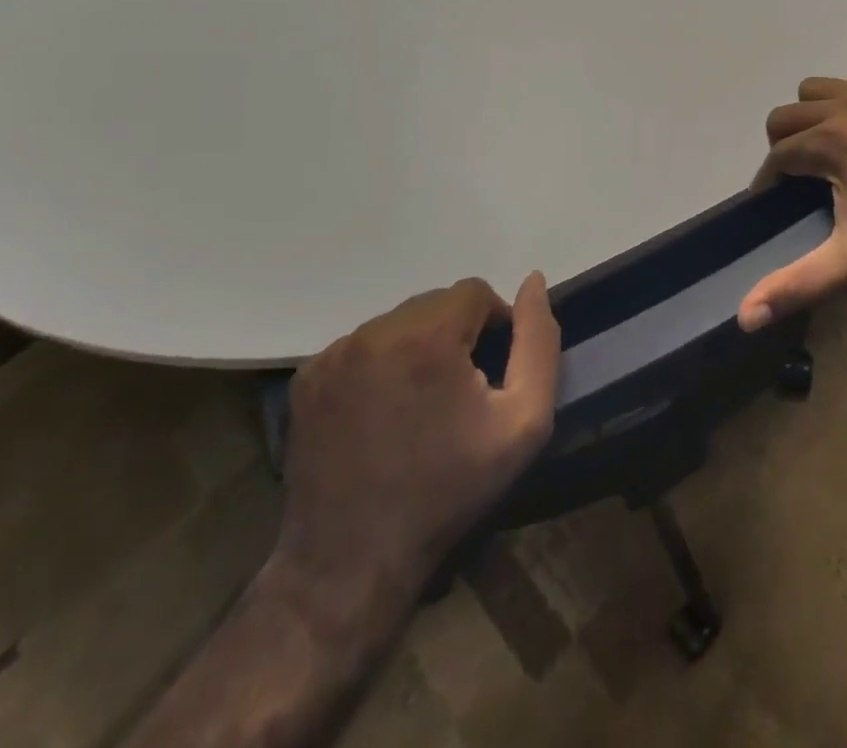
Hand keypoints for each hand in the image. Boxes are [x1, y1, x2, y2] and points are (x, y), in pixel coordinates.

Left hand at [268, 274, 559, 634]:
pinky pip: (362, 346)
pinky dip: (380, 364)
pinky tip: (382, 411)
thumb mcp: (523, 422)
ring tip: (418, 403)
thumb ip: (538, 343)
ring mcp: (334, 354)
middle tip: (457, 392)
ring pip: (398, 322)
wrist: (352, 564)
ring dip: (417, 346)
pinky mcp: (308, 378)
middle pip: (434, 304)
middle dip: (454, 334)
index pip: (474, 292)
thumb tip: (534, 281)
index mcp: (428, 337)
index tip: (491, 372)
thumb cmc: (449, 491)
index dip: (493, 325)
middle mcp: (375, 332)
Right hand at [738, 69, 846, 330]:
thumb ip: (797, 285)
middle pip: (787, 115)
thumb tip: (745, 317)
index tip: (773, 201)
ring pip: (819, 88)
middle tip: (801, 178)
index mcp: (827, 143)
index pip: (776, 156)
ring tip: (828, 147)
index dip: (768, 181)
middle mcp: (845, 108)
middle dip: (783, 145)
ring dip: (813, 114)